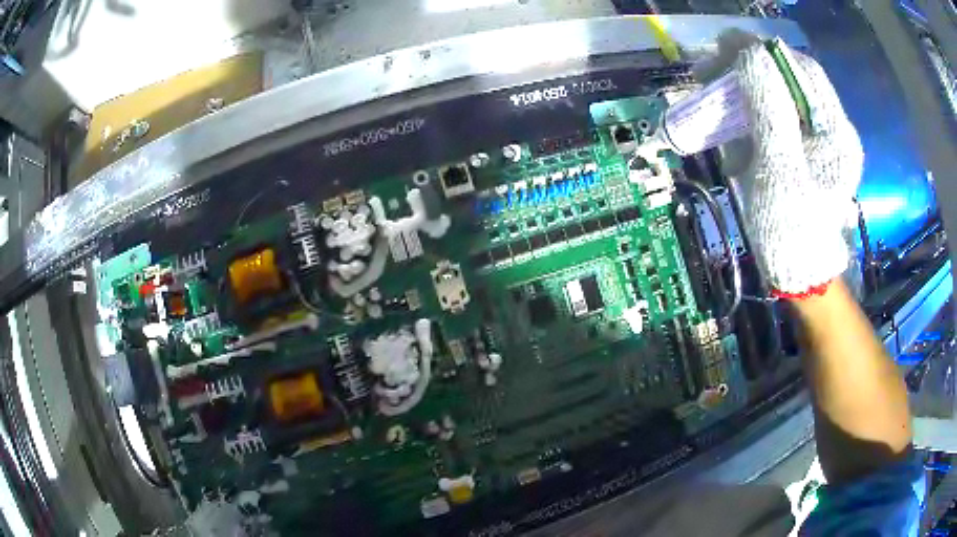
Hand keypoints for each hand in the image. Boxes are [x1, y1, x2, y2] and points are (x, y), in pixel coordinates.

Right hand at [702, 31, 863, 296]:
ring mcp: (818, 140)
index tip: (721, 47)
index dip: (760, 51)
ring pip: (779, 94)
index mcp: (834, 130)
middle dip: (748, 67)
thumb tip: (750, 54)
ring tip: (714, 96)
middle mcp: (831, 128)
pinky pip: (776, 118)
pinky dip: (750, 115)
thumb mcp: (779, 170)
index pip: (798, 68)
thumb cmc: (792, 231)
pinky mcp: (803, 151)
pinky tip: (733, 128)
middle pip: (788, 77)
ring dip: (744, 89)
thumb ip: (770, 110)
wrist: (800, 275)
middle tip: (710, 71)